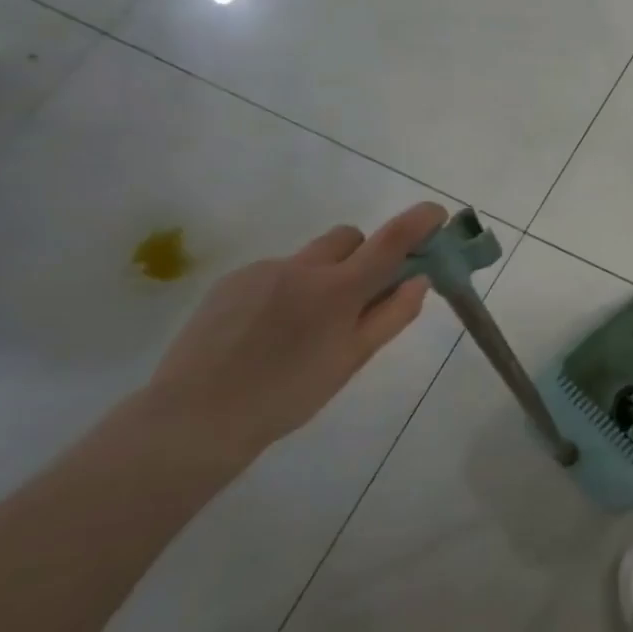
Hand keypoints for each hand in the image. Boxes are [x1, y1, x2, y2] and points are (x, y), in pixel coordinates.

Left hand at [133, 203, 446, 466]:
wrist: (195, 417)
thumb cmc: (289, 395)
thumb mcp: (353, 359)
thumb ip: (392, 314)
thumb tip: (419, 280)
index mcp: (339, 289)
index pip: (391, 240)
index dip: (419, 221)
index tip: (437, 214)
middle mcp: (303, 267)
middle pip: (349, 237)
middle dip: (364, 254)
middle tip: (361, 295)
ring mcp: (263, 270)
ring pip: (311, 256)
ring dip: (323, 274)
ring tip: (304, 324)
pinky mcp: (231, 281)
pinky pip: (275, 271)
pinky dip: (287, 289)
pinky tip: (269, 330)